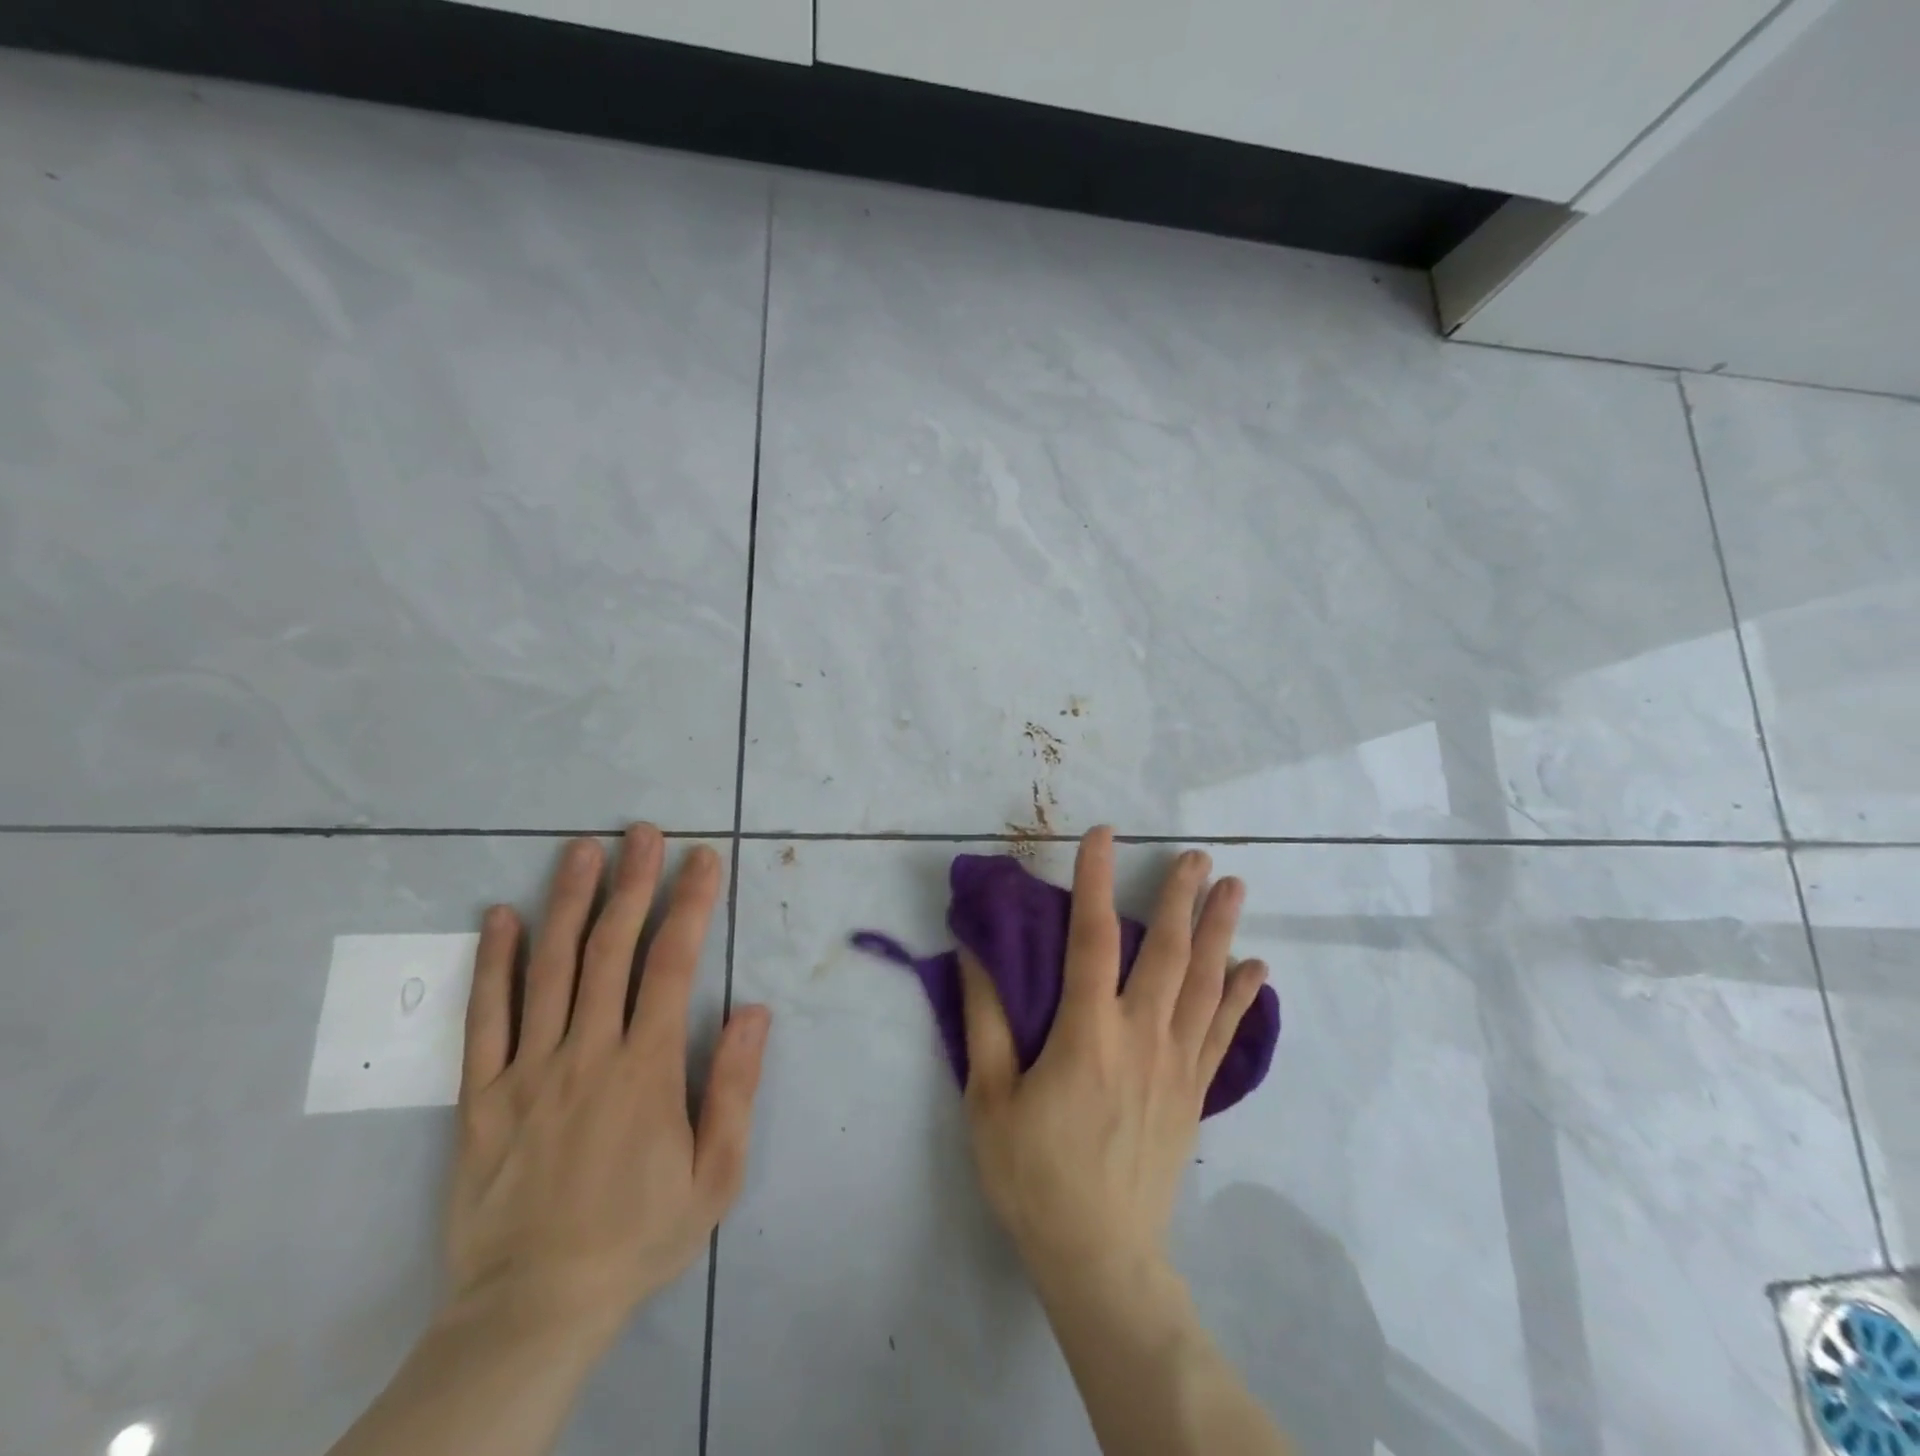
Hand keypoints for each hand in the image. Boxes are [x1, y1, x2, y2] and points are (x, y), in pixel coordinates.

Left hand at [443, 826, 770, 1353]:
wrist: (533, 1309)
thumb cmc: (639, 1235)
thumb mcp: (715, 1175)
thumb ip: (734, 1088)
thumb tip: (754, 1010)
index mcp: (646, 1068)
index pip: (672, 965)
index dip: (690, 904)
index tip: (702, 859)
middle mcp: (587, 1053)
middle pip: (611, 949)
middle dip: (632, 883)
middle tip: (641, 832)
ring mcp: (528, 1070)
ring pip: (549, 968)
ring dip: (568, 902)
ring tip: (581, 850)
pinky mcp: (482, 1095)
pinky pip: (485, 1018)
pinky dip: (494, 963)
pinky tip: (501, 917)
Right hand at [958, 827, 1266, 1293]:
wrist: (1099, 1257)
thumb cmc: (1033, 1175)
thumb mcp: (989, 1098)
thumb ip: (985, 1019)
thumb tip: (975, 952)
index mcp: (1088, 1034)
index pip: (1092, 938)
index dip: (1097, 880)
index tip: (1104, 834)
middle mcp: (1141, 1037)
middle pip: (1168, 952)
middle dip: (1182, 897)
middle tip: (1196, 855)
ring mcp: (1177, 1065)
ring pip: (1206, 984)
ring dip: (1221, 931)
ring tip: (1235, 887)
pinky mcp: (1195, 1093)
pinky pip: (1224, 1033)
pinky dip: (1242, 997)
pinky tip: (1256, 969)